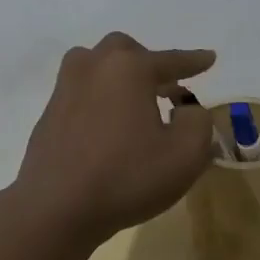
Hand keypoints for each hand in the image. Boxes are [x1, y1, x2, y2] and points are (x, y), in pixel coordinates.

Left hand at [11, 33, 217, 245]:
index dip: (194, 61)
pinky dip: (100, 97)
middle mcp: (94, 65)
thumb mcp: (185, 155)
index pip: (170, 60)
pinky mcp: (50, 112)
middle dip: (149, 64)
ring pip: (97, 65)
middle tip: (167, 89)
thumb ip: (198, 122)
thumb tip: (187, 110)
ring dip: (120, 77)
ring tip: (135, 104)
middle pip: (126, 51)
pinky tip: (109, 126)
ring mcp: (66, 87)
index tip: (209, 58)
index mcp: (129, 67)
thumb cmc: (126, 177)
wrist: (56, 207)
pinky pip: (82, 91)